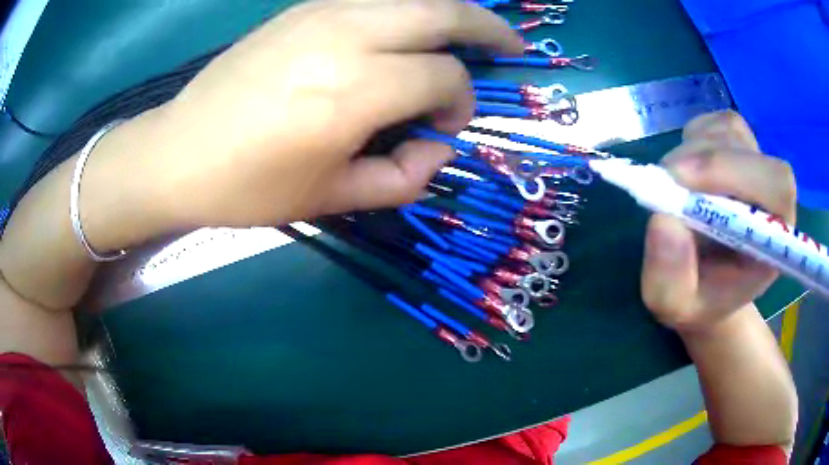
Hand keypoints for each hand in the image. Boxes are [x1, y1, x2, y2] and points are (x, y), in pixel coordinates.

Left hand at [136, 0, 521, 228]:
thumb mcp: (332, 199)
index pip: (443, 77)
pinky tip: (408, 31)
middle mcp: (346, 36)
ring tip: (467, 35)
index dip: (460, 102)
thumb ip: (403, 177)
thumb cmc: (249, 186)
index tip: (445, 126)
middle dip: (489, 27)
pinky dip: (408, 10)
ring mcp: (322, 12)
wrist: (179, 152)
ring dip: (451, 12)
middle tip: (511, 45)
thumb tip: (438, 145)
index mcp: (354, 91)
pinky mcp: (303, 8)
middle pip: (445, 11)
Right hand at [641, 111, 796, 332]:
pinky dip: (695, 135)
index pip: (775, 185)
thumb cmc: (698, 298)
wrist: (707, 281)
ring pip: (731, 130)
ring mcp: (757, 164)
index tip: (682, 181)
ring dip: (695, 148)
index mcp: (774, 237)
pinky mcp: (739, 146)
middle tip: (667, 179)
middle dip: (705, 158)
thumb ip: (670, 277)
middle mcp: (773, 194)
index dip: (733, 172)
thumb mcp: (674, 304)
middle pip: (750, 149)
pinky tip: (687, 168)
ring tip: (676, 184)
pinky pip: (718, 123)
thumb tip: (663, 220)